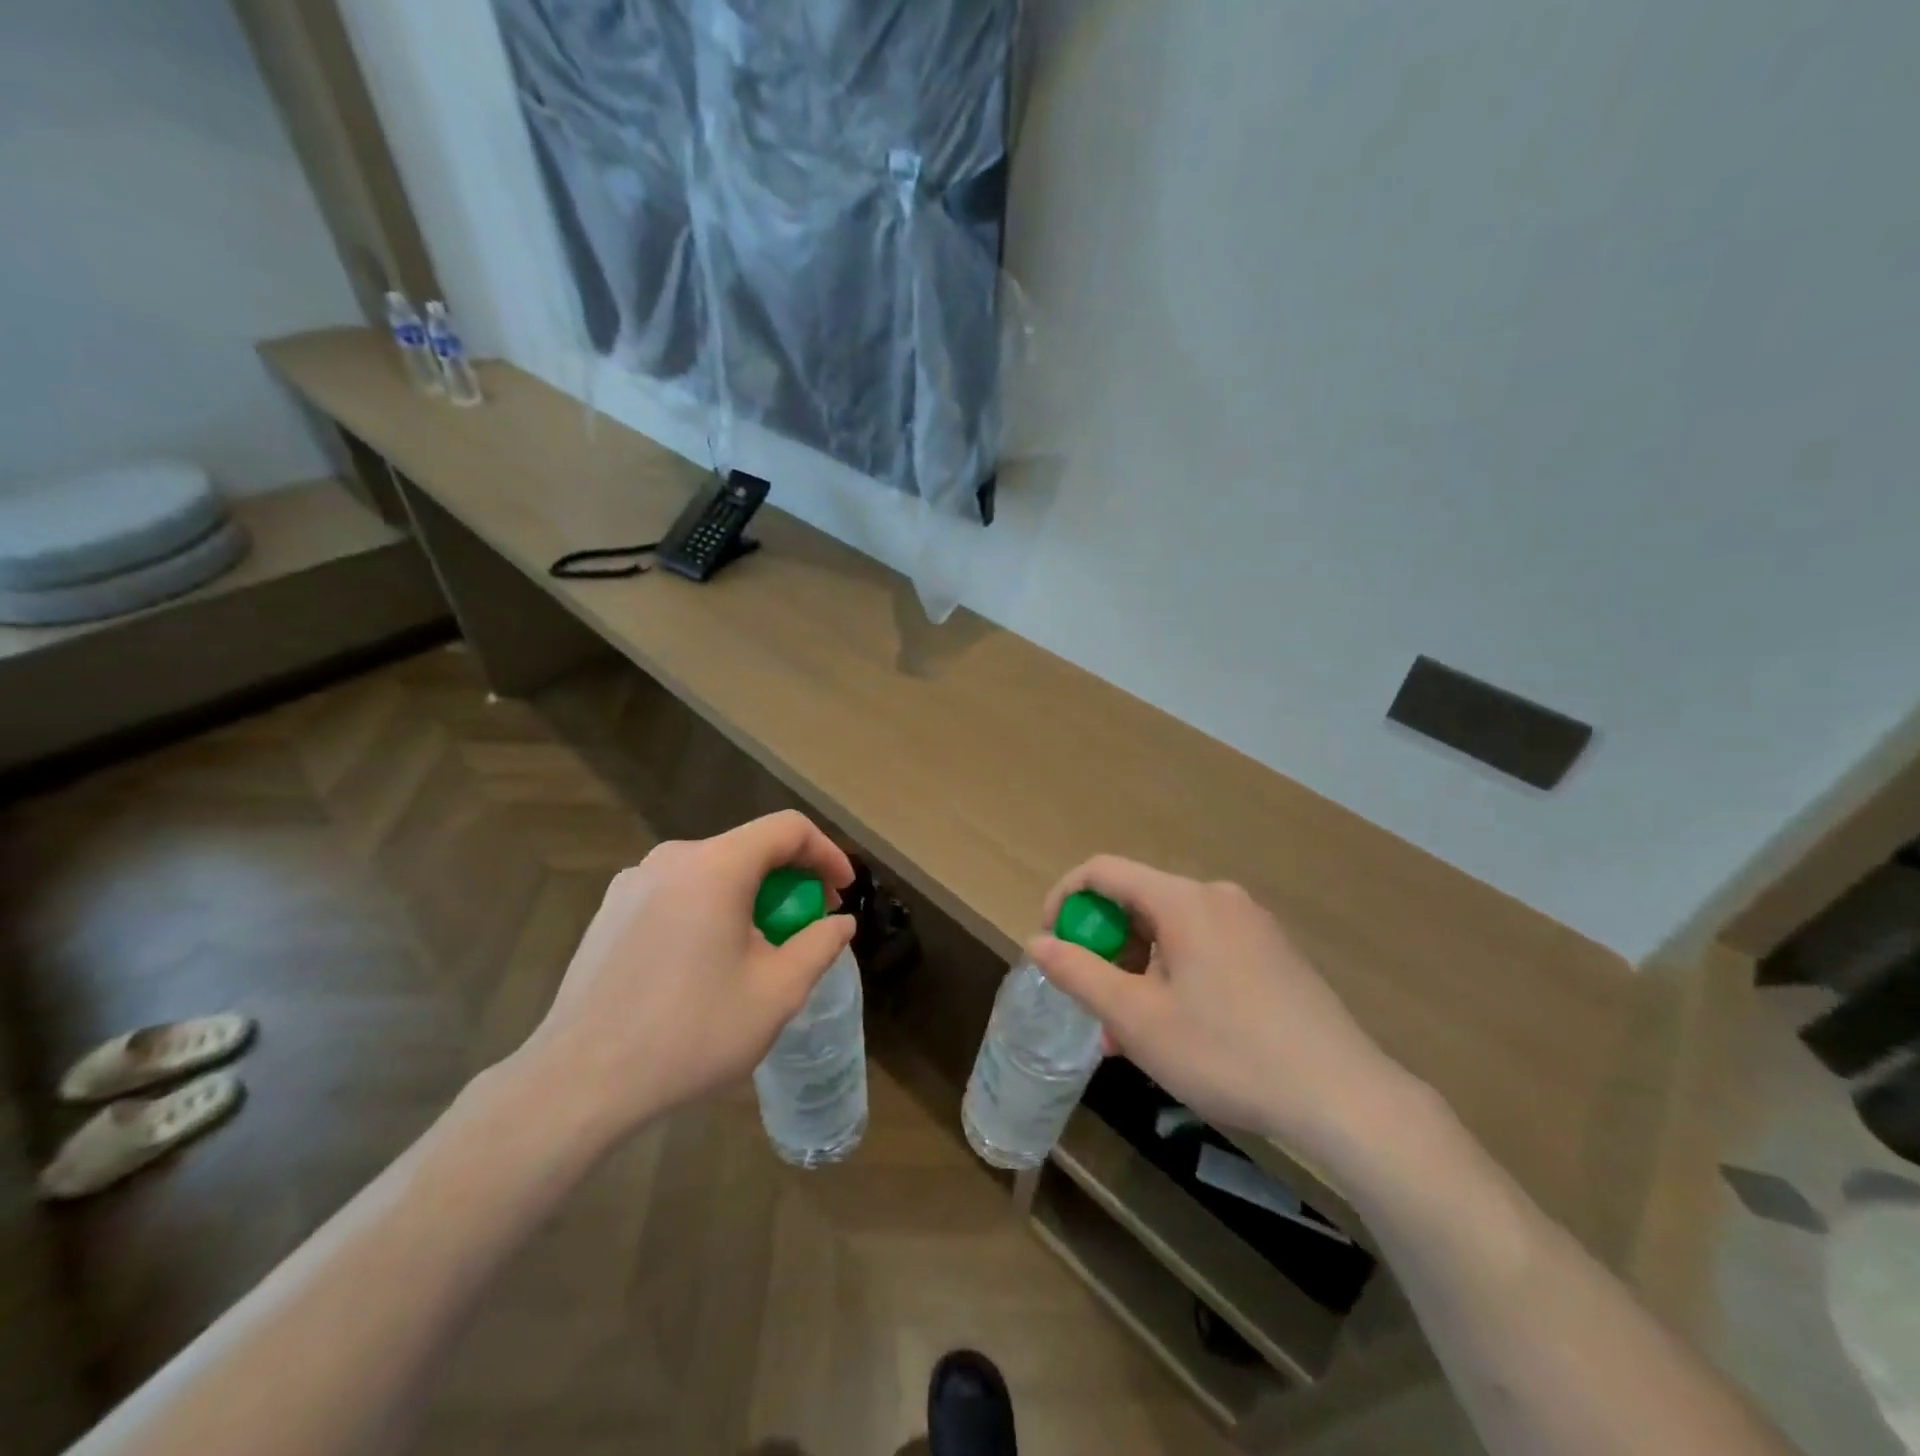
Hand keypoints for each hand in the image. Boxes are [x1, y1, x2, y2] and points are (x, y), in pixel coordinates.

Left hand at [513, 811, 855, 1143]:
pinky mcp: (609, 912)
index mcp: (715, 867)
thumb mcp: (776, 993)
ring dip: (750, 898)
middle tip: (806, 927)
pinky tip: (706, 963)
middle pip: (749, 849)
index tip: (842, 893)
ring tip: (758, 951)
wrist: (579, 1084)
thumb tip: (840, 924)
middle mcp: (671, 859)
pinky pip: (679, 893)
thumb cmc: (690, 1033)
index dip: (826, 852)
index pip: (787, 829)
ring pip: (713, 872)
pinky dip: (711, 910)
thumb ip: (819, 946)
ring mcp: (633, 883)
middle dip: (790, 881)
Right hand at [1029, 857, 1410, 1163]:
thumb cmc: (1228, 1052)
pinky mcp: (1273, 952)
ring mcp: (1252, 923)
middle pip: (1139, 903)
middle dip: (1105, 949)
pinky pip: (1205, 947)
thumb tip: (1037, 943)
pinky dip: (1175, 975)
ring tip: (1133, 1034)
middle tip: (1095, 1006)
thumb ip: (1079, 974)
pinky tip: (1180, 1030)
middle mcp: (1218, 897)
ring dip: (1139, 971)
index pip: (1103, 872)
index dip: (1065, 899)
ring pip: (1171, 931)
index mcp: (1183, 900)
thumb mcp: (1138, 1019)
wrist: (1345, 1097)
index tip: (1050, 944)